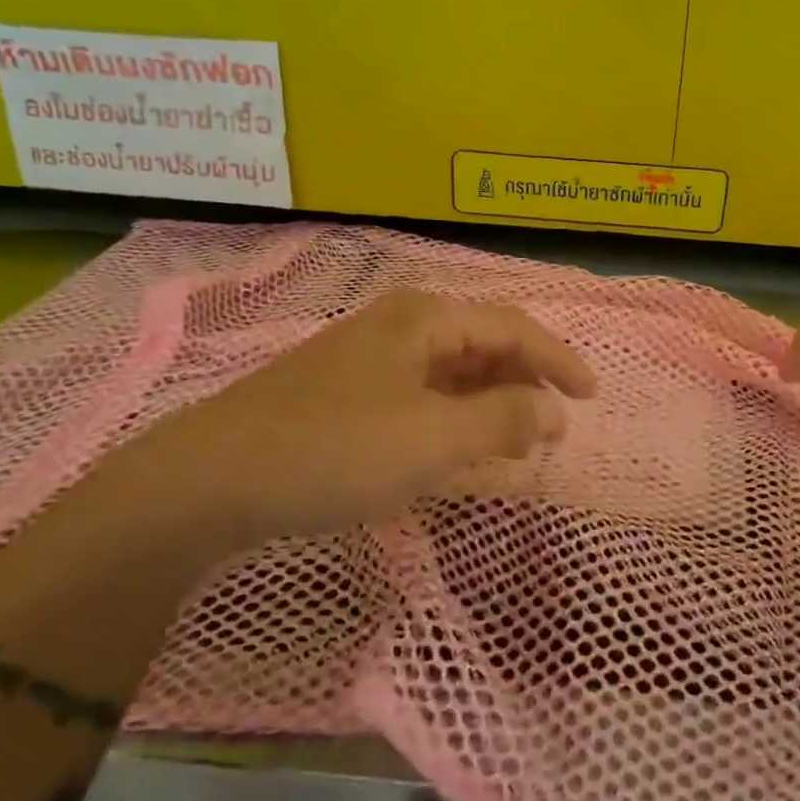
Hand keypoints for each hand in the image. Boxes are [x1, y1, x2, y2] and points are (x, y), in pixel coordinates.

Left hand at [125, 289, 596, 558]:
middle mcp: (397, 326)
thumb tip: (554, 411)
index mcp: (423, 319)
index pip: (512, 327)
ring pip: (449, 372)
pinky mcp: (344, 393)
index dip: (558, 360)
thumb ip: (503, 420)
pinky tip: (454, 448)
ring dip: (489, 403)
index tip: (591, 398)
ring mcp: (366, 359)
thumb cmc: (333, 450)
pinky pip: (419, 396)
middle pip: (481, 344)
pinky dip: (451, 418)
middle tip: (551, 427)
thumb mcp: (432, 438)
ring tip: (513, 442)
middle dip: (524, 382)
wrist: (208, 481)